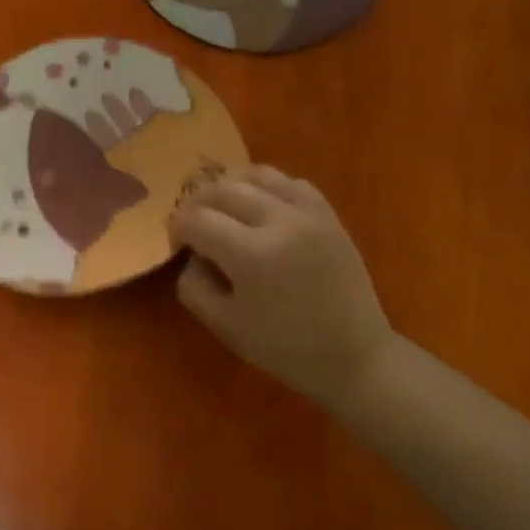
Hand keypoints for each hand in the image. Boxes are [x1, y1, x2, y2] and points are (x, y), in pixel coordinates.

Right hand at [170, 167, 396, 419]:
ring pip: (256, 175)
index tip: (176, 244)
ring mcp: (308, 213)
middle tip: (192, 226)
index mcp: (251, 255)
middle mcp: (279, 221)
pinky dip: (266, 186)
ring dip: (229, 187)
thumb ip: (194, 286)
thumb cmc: (284, 348)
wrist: (353, 354)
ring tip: (221, 209)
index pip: (197, 220)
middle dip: (197, 203)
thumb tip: (191, 255)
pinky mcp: (328, 214)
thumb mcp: (224, 326)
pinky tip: (258, 206)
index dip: (177, 228)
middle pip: (222, 189)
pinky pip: (290, 182)